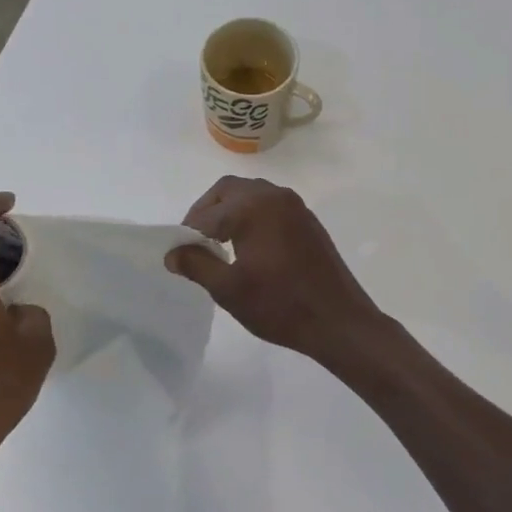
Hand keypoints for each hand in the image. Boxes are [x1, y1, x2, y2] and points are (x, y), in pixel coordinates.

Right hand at [165, 177, 384, 365]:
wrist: (339, 321)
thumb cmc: (280, 305)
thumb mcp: (229, 290)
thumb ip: (197, 265)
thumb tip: (173, 252)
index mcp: (252, 208)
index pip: (206, 213)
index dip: (187, 233)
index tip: (178, 254)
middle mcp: (274, 196)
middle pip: (228, 190)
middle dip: (206, 211)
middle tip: (194, 241)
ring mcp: (295, 206)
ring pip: (251, 194)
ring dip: (229, 210)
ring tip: (218, 243)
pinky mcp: (307, 220)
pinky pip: (270, 205)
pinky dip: (251, 215)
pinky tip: (248, 246)